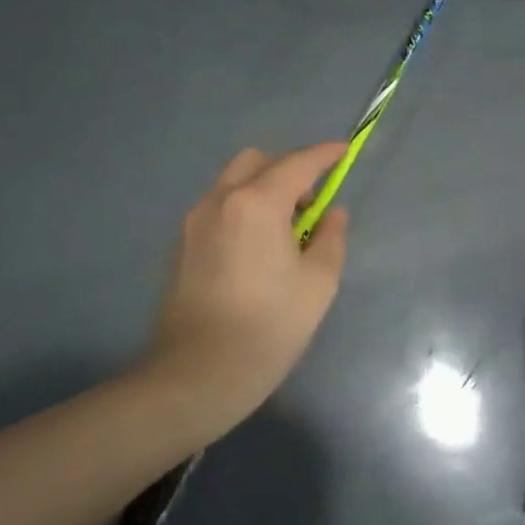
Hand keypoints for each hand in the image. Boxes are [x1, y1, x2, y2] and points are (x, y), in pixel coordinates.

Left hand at [141, 143, 349, 432]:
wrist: (197, 374)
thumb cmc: (268, 327)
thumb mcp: (317, 283)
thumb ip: (330, 238)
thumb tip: (331, 214)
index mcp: (256, 203)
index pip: (297, 163)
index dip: (324, 154)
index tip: (344, 151)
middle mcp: (219, 200)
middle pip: (256, 162)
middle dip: (287, 169)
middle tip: (309, 204)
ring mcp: (193, 221)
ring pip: (232, 183)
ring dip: (261, 189)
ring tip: (283, 231)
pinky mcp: (180, 245)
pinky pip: (217, 208)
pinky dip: (241, 209)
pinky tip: (255, 249)